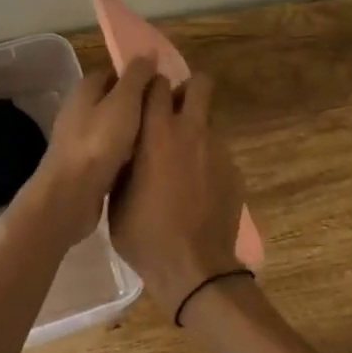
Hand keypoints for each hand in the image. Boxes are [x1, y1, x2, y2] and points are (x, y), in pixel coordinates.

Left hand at [20, 57, 157, 248]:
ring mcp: (77, 137)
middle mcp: (78, 108)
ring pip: (112, 126)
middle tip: (166, 114)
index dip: (140, 77)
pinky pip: (108, 150)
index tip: (164, 87)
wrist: (70, 195)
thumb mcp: (124, 102)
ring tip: (159, 137)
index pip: (115, 72)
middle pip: (114, 99)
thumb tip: (148, 52)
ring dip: (132, 131)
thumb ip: (137, 76)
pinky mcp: (81, 163)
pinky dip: (123, 153)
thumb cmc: (99, 142)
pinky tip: (141, 161)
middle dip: (138, 105)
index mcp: (86, 88)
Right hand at [109, 72, 247, 319]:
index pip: (156, 83)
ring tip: (182, 158)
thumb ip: (124, 161)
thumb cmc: (145, 234)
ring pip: (208, 119)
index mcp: (157, 132)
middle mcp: (192, 131)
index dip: (150, 86)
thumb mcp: (117, 197)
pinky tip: (196, 186)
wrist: (195, 269)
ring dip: (195, 127)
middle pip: (200, 83)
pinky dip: (206, 158)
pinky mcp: (234, 170)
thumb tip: (126, 146)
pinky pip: (217, 150)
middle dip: (187, 90)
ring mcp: (218, 149)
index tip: (143, 97)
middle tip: (171, 112)